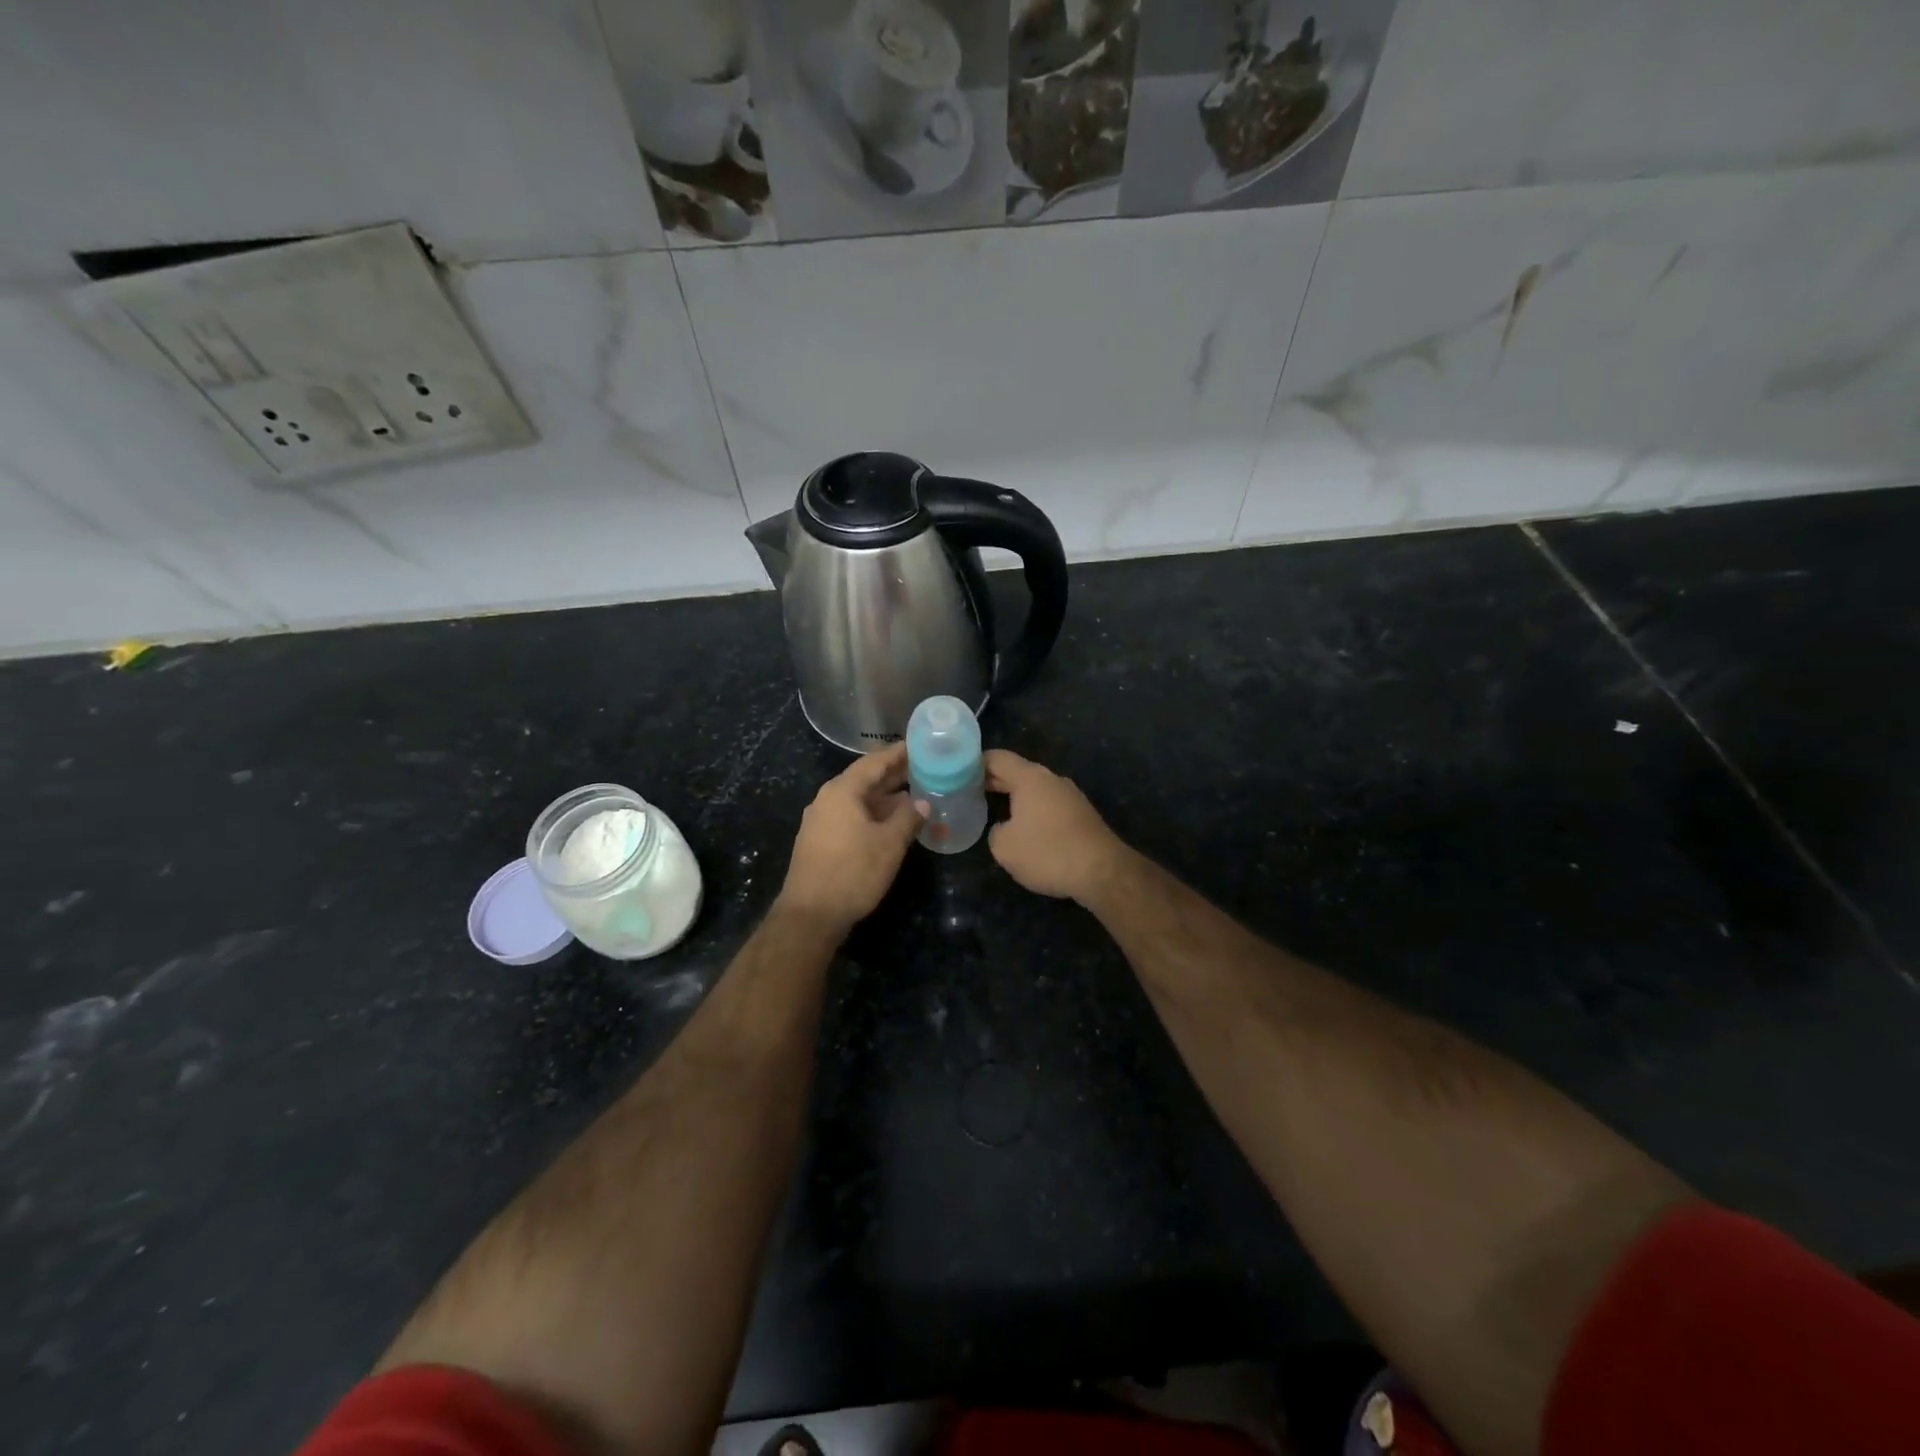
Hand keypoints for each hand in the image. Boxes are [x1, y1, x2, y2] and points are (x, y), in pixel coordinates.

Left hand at [777, 743, 923, 931]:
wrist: (810, 915)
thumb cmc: (852, 873)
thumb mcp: (889, 844)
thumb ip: (908, 818)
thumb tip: (922, 802)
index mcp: (842, 791)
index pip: (874, 762)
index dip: (898, 754)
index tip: (919, 746)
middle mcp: (828, 800)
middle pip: (865, 779)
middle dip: (894, 775)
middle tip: (924, 769)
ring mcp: (821, 821)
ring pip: (859, 800)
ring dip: (885, 798)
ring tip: (915, 796)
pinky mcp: (820, 841)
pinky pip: (851, 817)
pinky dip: (873, 814)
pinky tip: (892, 823)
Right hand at [984, 750, 1127, 902]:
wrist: (1102, 871)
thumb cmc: (1047, 853)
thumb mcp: (1004, 847)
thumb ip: (995, 831)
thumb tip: (1004, 828)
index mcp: (1030, 778)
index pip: (997, 758)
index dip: (975, 763)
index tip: (958, 774)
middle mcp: (1051, 779)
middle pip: (1016, 771)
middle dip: (993, 781)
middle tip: (969, 793)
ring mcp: (1070, 795)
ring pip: (1035, 789)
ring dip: (1015, 797)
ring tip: (994, 810)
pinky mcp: (1082, 814)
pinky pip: (1049, 804)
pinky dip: (1033, 810)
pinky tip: (1025, 828)